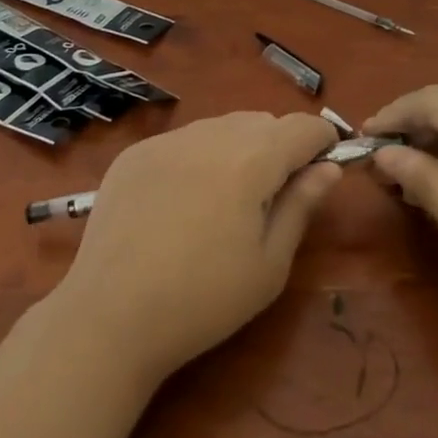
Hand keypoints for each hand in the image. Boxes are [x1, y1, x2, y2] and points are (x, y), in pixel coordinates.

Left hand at [53, 112, 341, 383]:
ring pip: (220, 126)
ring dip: (237, 148)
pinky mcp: (134, 153)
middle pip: (261, 121)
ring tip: (224, 201)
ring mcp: (167, 140)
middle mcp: (210, 134)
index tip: (323, 168)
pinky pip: (182, 140)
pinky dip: (197, 158)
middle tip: (271, 197)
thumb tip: (327, 168)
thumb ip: (301, 205)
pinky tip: (181, 203)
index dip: (322, 142)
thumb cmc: (204, 300)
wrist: (110, 315)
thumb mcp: (269, 264)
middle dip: (279, 146)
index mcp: (252, 159)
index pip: (302, 126)